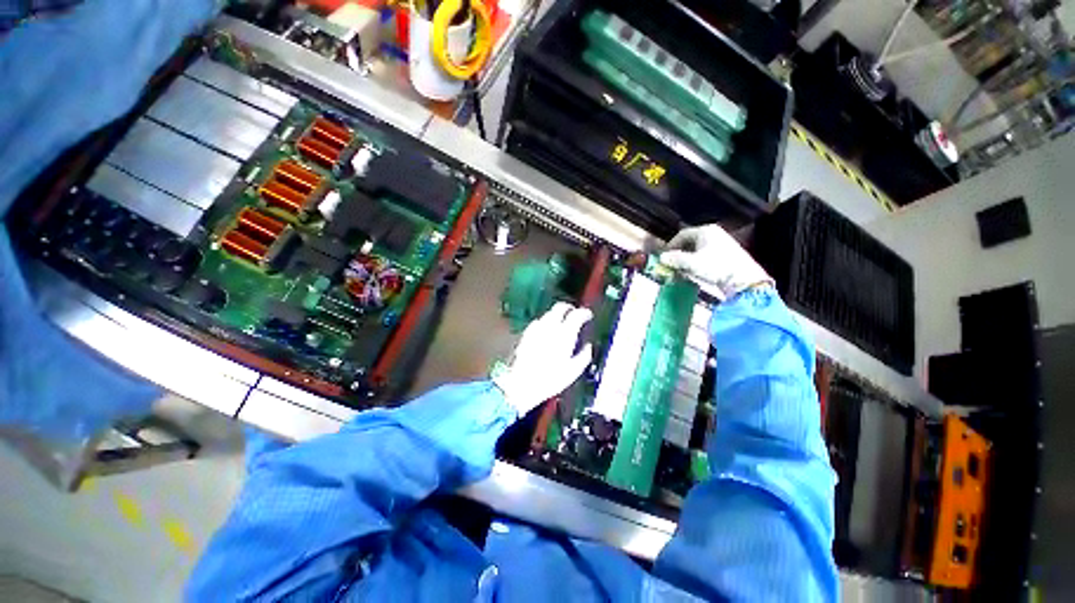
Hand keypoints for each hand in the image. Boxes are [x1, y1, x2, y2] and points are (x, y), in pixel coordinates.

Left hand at [493, 302, 593, 416]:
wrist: (521, 384)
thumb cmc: (549, 379)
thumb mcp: (574, 371)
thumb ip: (584, 356)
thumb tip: (588, 347)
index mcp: (565, 334)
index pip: (577, 314)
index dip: (584, 313)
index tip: (588, 315)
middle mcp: (550, 327)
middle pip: (560, 307)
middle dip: (569, 308)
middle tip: (574, 313)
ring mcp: (536, 329)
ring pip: (549, 313)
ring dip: (557, 315)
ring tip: (562, 323)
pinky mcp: (526, 334)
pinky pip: (538, 322)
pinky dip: (545, 323)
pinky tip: (546, 332)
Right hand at [660, 224, 772, 298]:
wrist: (743, 279)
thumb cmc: (716, 266)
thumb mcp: (692, 263)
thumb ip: (675, 259)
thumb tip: (661, 258)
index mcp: (705, 231)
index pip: (682, 234)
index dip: (671, 245)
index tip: (665, 255)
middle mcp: (713, 234)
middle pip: (690, 241)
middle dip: (679, 253)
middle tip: (671, 263)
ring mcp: (721, 243)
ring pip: (697, 249)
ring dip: (687, 258)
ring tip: (681, 269)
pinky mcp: (726, 254)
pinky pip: (705, 254)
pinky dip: (696, 261)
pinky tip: (694, 271)